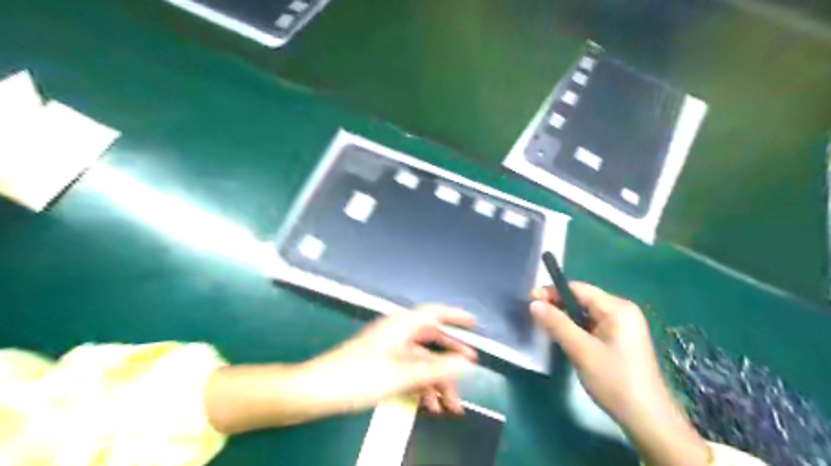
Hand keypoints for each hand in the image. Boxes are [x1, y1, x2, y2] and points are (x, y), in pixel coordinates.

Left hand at [302, 306, 476, 413]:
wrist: (314, 391)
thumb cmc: (357, 377)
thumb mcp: (400, 374)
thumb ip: (435, 368)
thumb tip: (467, 363)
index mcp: (400, 326)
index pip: (434, 313)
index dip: (455, 316)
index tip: (474, 324)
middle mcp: (396, 334)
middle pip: (431, 341)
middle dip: (450, 359)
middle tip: (469, 373)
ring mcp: (388, 350)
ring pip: (421, 361)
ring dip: (436, 381)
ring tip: (449, 407)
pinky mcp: (380, 365)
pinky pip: (408, 371)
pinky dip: (420, 386)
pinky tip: (428, 406)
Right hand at [531, 282, 706, 465]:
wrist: (647, 419)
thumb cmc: (614, 380)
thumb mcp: (581, 350)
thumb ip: (556, 324)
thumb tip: (533, 303)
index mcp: (617, 308)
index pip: (578, 289)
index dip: (552, 292)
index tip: (530, 300)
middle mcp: (622, 311)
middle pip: (582, 299)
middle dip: (558, 305)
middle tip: (534, 314)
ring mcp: (624, 325)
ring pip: (586, 313)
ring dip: (565, 317)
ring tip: (545, 325)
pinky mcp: (621, 339)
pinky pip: (593, 325)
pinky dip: (576, 328)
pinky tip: (565, 337)